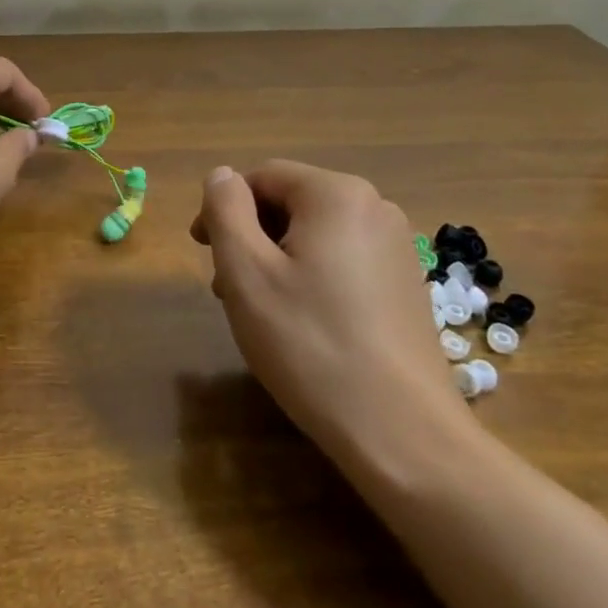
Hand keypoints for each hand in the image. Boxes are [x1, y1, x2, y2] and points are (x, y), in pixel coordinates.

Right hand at [191, 160, 477, 477]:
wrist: (401, 431)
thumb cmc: (310, 343)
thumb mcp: (246, 272)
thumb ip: (225, 210)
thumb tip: (222, 176)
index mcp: (336, 194)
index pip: (262, 177)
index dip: (223, 208)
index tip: (202, 252)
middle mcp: (374, 207)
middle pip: (291, 203)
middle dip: (251, 237)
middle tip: (227, 289)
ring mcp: (397, 247)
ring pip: (315, 234)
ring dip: (277, 260)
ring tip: (260, 311)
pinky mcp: (405, 283)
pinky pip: (343, 260)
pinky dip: (311, 277)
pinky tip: (302, 324)